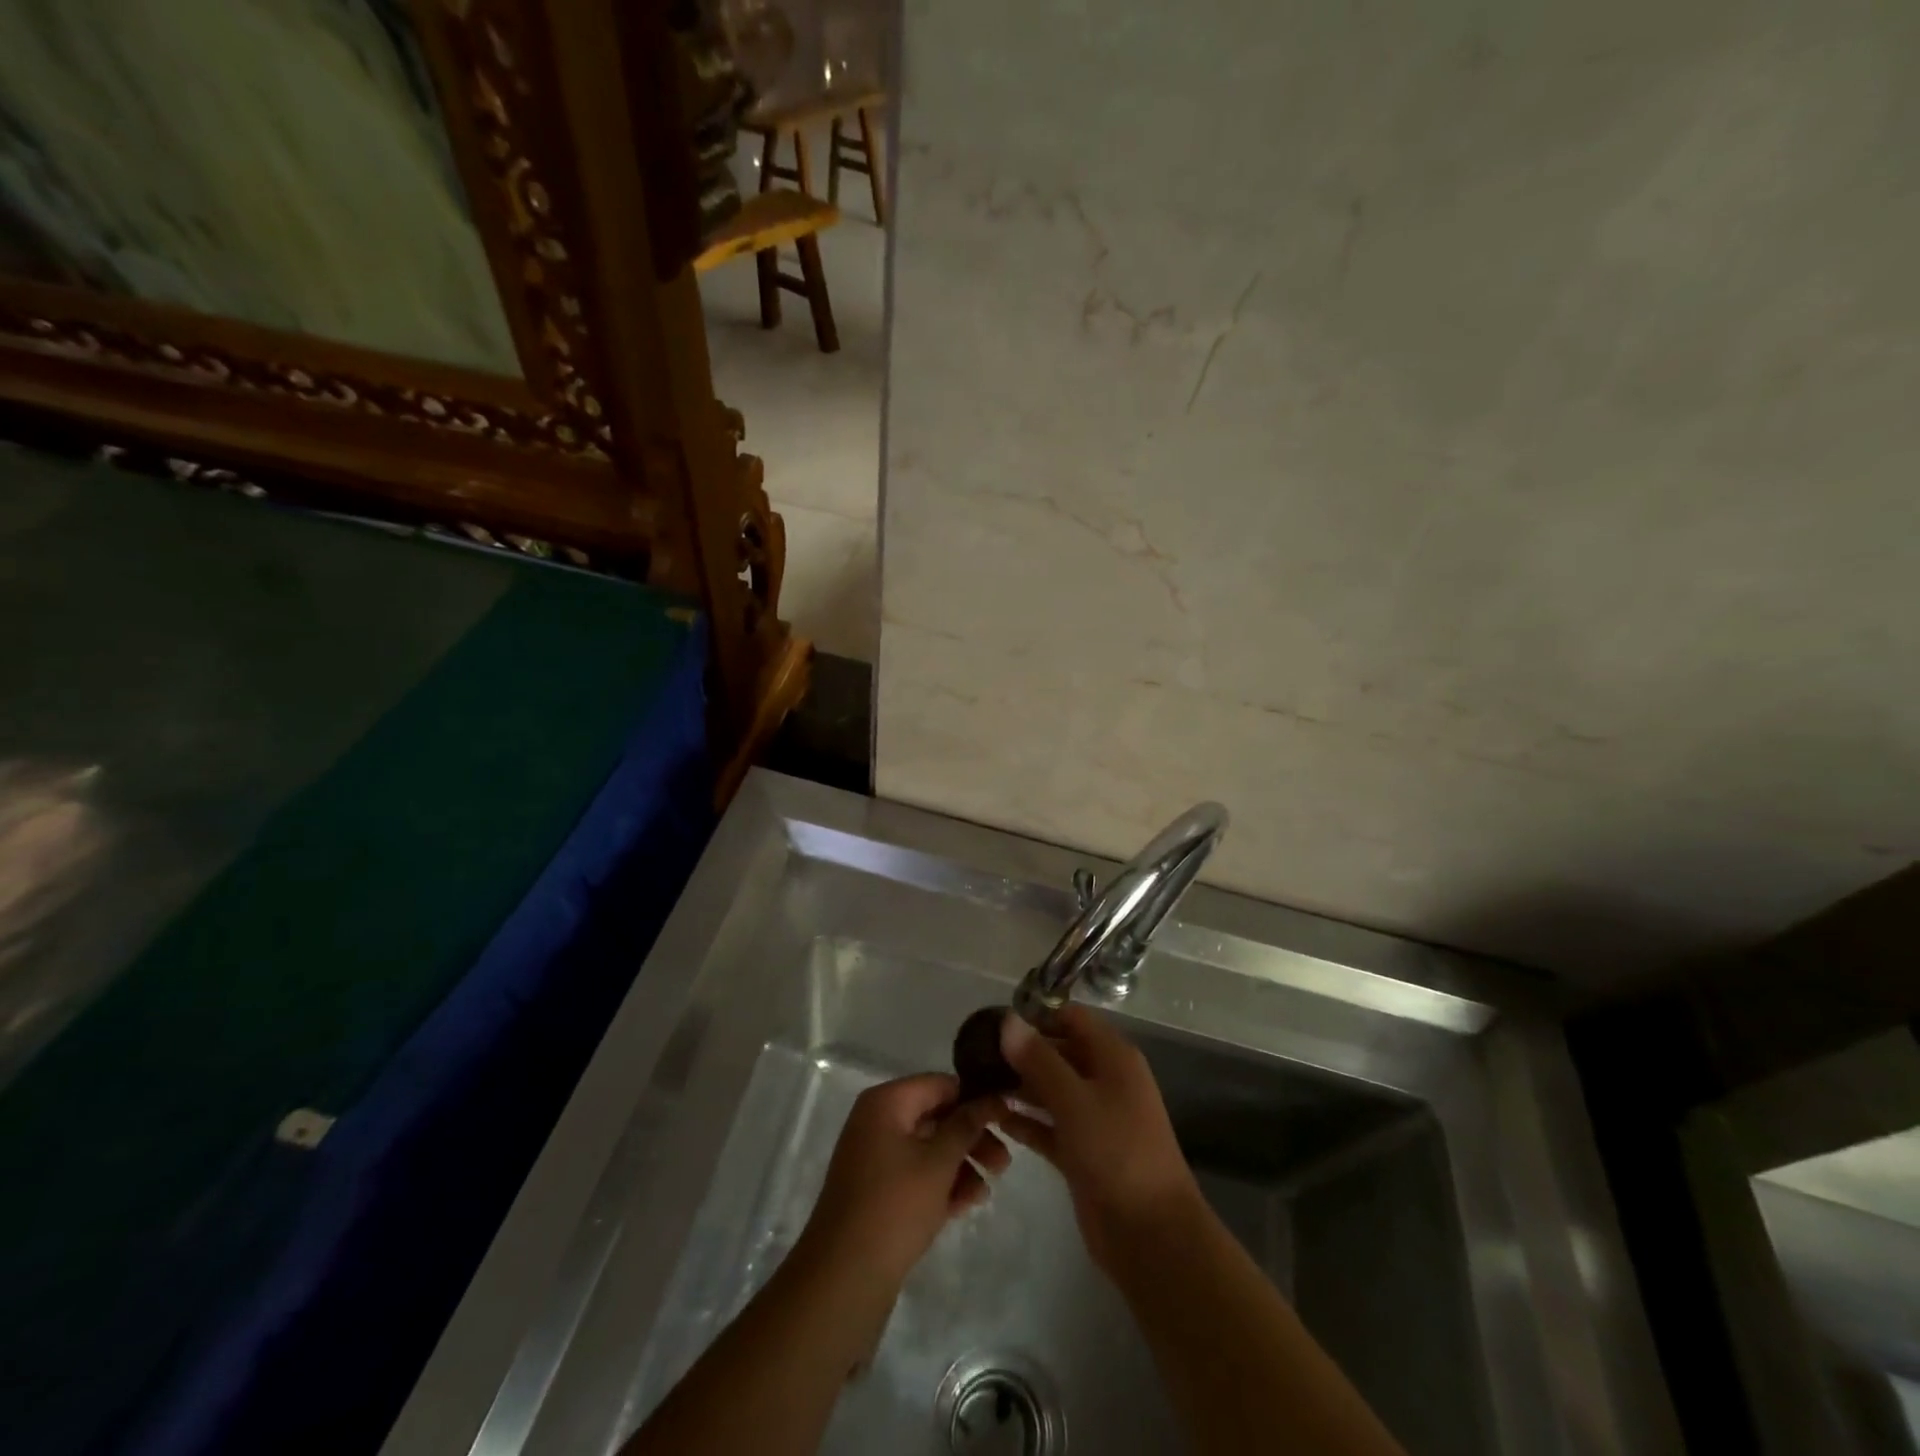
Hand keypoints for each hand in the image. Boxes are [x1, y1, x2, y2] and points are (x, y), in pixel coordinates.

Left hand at [799, 1074, 1009, 1288]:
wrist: (844, 1277)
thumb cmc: (895, 1206)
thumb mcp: (939, 1162)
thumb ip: (967, 1125)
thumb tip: (992, 1097)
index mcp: (886, 1102)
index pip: (940, 1085)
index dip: (975, 1099)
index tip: (1006, 1119)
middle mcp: (877, 1121)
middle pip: (935, 1117)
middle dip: (971, 1139)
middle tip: (1004, 1163)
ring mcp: (874, 1156)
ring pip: (928, 1148)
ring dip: (960, 1165)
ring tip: (987, 1193)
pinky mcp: (876, 1189)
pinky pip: (915, 1174)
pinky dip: (940, 1184)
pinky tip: (967, 1204)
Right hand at [999, 1004, 1201, 1272]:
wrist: (1151, 1235)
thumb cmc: (1116, 1152)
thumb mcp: (1074, 1100)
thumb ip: (1039, 1059)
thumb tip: (1008, 1019)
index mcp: (1113, 1057)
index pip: (1071, 1019)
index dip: (1036, 1016)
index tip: (995, 1023)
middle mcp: (1104, 1080)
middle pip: (1058, 1053)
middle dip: (1022, 1053)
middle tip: (976, 1057)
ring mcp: (1094, 1118)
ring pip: (1051, 1091)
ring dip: (1019, 1087)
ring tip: (977, 1085)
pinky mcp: (1082, 1152)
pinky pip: (1049, 1126)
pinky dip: (1026, 1122)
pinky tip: (995, 1120)